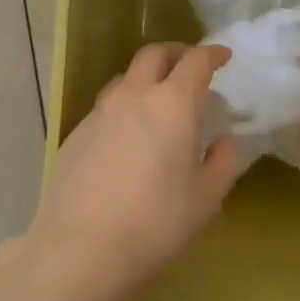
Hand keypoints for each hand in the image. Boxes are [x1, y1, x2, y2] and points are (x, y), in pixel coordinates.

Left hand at [28, 42, 240, 300]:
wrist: (81, 247)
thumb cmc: (156, 222)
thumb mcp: (206, 199)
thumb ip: (222, 163)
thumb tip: (222, 143)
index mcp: (173, 103)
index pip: (195, 61)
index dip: (212, 54)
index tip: (223, 57)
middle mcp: (134, 95)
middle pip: (154, 54)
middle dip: (176, 53)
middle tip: (190, 66)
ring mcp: (100, 112)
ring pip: (126, 77)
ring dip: (146, 78)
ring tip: (158, 100)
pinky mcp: (76, 132)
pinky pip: (106, 106)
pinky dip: (124, 107)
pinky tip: (128, 136)